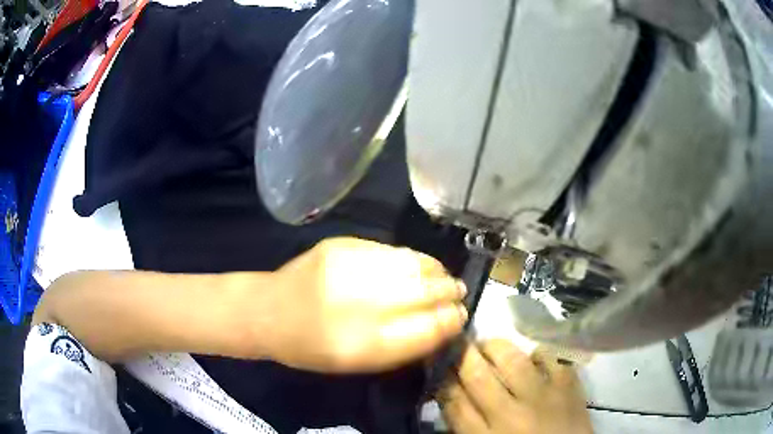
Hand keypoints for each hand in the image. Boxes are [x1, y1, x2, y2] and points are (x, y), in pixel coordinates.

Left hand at [265, 237, 467, 372]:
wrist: (268, 310)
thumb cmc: (311, 348)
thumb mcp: (357, 364)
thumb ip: (402, 347)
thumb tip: (442, 325)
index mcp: (363, 344)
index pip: (427, 329)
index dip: (450, 321)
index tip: (461, 317)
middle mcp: (359, 303)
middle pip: (424, 293)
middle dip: (449, 293)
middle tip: (459, 294)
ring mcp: (350, 267)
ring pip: (413, 265)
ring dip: (436, 272)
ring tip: (445, 279)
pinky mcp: (342, 244)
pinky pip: (392, 250)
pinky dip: (414, 259)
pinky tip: (420, 265)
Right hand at [438, 340, 591, 433]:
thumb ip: (465, 423)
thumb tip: (449, 392)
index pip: (453, 400)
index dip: (442, 378)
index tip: (437, 363)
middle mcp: (511, 415)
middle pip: (477, 375)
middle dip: (461, 354)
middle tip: (458, 344)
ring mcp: (544, 397)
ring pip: (511, 359)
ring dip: (494, 347)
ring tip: (488, 345)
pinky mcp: (569, 385)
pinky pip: (549, 356)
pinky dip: (536, 352)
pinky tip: (530, 357)